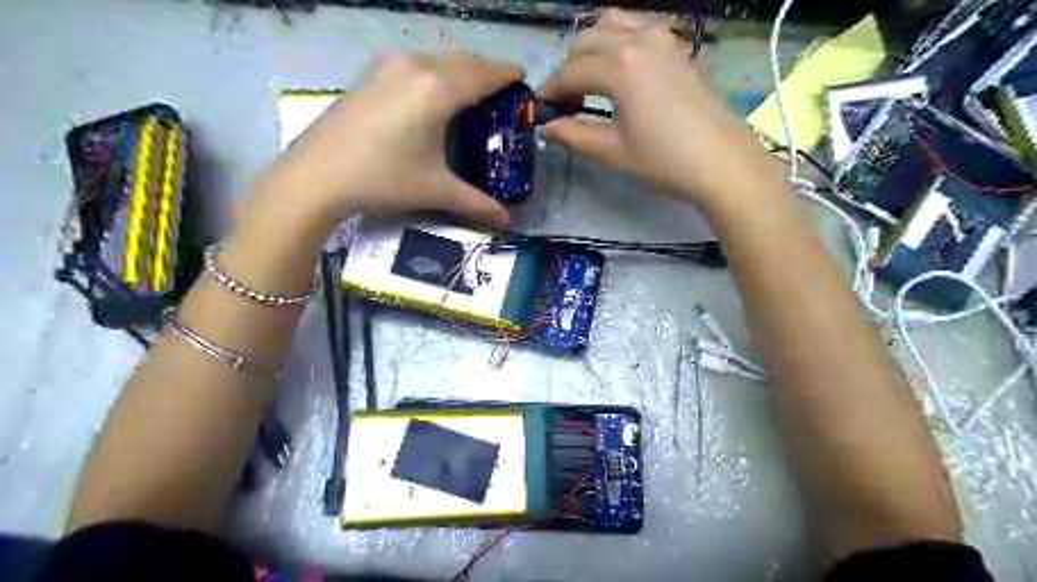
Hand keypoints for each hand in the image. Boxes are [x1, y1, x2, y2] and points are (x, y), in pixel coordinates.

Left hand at [254, 50, 521, 228]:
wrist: (316, 176)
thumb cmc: (383, 179)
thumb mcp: (435, 190)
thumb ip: (476, 203)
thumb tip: (507, 220)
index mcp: (439, 90)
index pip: (484, 74)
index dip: (507, 75)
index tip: (523, 80)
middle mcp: (417, 68)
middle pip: (463, 60)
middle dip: (486, 70)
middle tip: (501, 90)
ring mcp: (389, 67)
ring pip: (438, 59)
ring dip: (460, 69)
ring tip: (471, 92)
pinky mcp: (371, 76)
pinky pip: (415, 64)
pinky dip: (435, 72)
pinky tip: (432, 94)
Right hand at [539, 9, 791, 213]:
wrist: (721, 161)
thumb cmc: (664, 160)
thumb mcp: (613, 151)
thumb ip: (575, 135)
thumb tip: (547, 128)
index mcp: (619, 66)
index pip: (571, 71)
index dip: (551, 90)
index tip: (540, 109)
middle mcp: (638, 40)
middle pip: (587, 40)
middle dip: (568, 68)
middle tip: (565, 101)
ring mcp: (662, 38)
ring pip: (612, 24)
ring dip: (591, 47)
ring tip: (588, 80)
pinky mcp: (676, 46)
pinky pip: (637, 26)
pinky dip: (618, 39)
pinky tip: (618, 67)